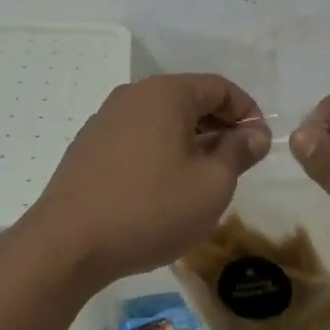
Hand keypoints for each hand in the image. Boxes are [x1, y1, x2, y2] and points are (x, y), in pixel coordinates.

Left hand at [23, 74, 270, 292]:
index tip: (260, 144)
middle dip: (219, 126)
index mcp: (166, 93)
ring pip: (161, 120)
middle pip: (188, 99)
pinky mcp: (88, 146)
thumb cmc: (151, 208)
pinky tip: (164, 187)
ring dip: (190, 140)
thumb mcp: (211, 185)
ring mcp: (105, 119)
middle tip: (238, 162)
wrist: (68, 243)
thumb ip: (237, 152)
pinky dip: (160, 151)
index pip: (219, 87)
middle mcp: (133, 95)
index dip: (247, 112)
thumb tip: (254, 133)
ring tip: (204, 177)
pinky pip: (137, 137)